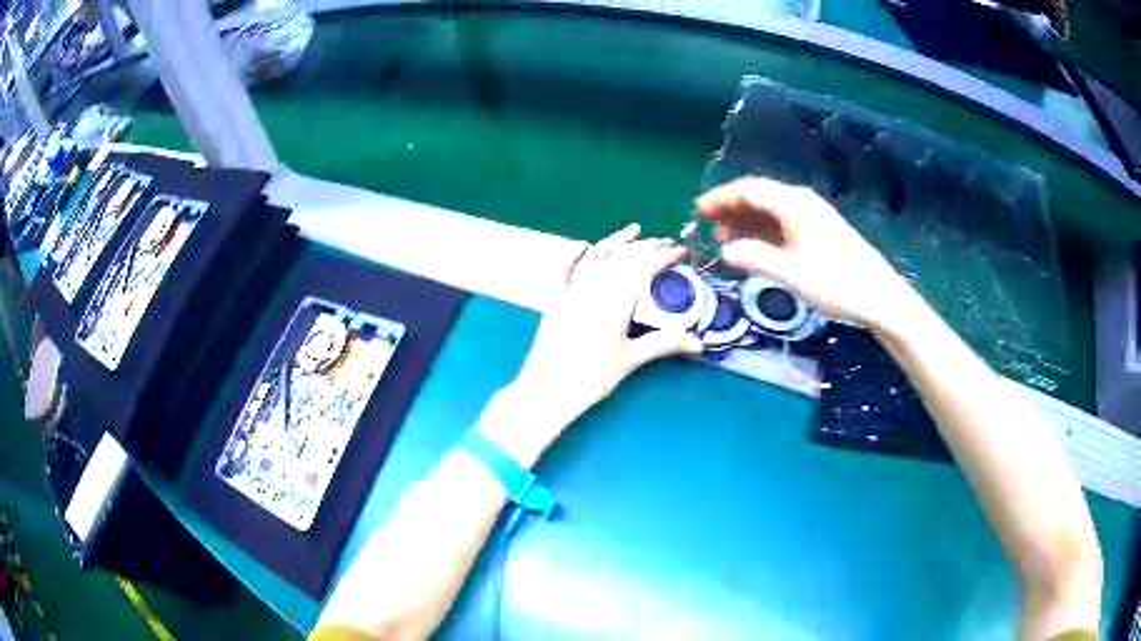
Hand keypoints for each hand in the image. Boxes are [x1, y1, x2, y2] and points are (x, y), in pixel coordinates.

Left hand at [491, 224, 702, 455]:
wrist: (546, 390)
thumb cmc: (589, 379)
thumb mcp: (629, 362)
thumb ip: (663, 345)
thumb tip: (698, 343)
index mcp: (613, 303)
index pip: (641, 269)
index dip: (662, 257)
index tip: (679, 252)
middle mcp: (591, 290)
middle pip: (621, 259)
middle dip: (645, 247)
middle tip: (666, 243)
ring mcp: (570, 293)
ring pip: (595, 258)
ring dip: (616, 241)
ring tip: (634, 230)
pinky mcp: (555, 301)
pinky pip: (565, 270)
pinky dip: (575, 254)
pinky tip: (583, 245)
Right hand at [697, 176, 914, 328]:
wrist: (878, 295)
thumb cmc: (836, 282)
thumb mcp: (792, 272)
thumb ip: (756, 258)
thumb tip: (724, 250)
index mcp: (793, 203)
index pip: (749, 190)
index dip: (721, 198)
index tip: (698, 210)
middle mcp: (801, 202)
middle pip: (759, 196)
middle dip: (731, 207)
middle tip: (706, 223)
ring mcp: (812, 215)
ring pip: (771, 209)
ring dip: (746, 220)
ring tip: (724, 237)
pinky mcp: (819, 230)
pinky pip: (783, 221)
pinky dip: (763, 230)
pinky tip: (754, 245)